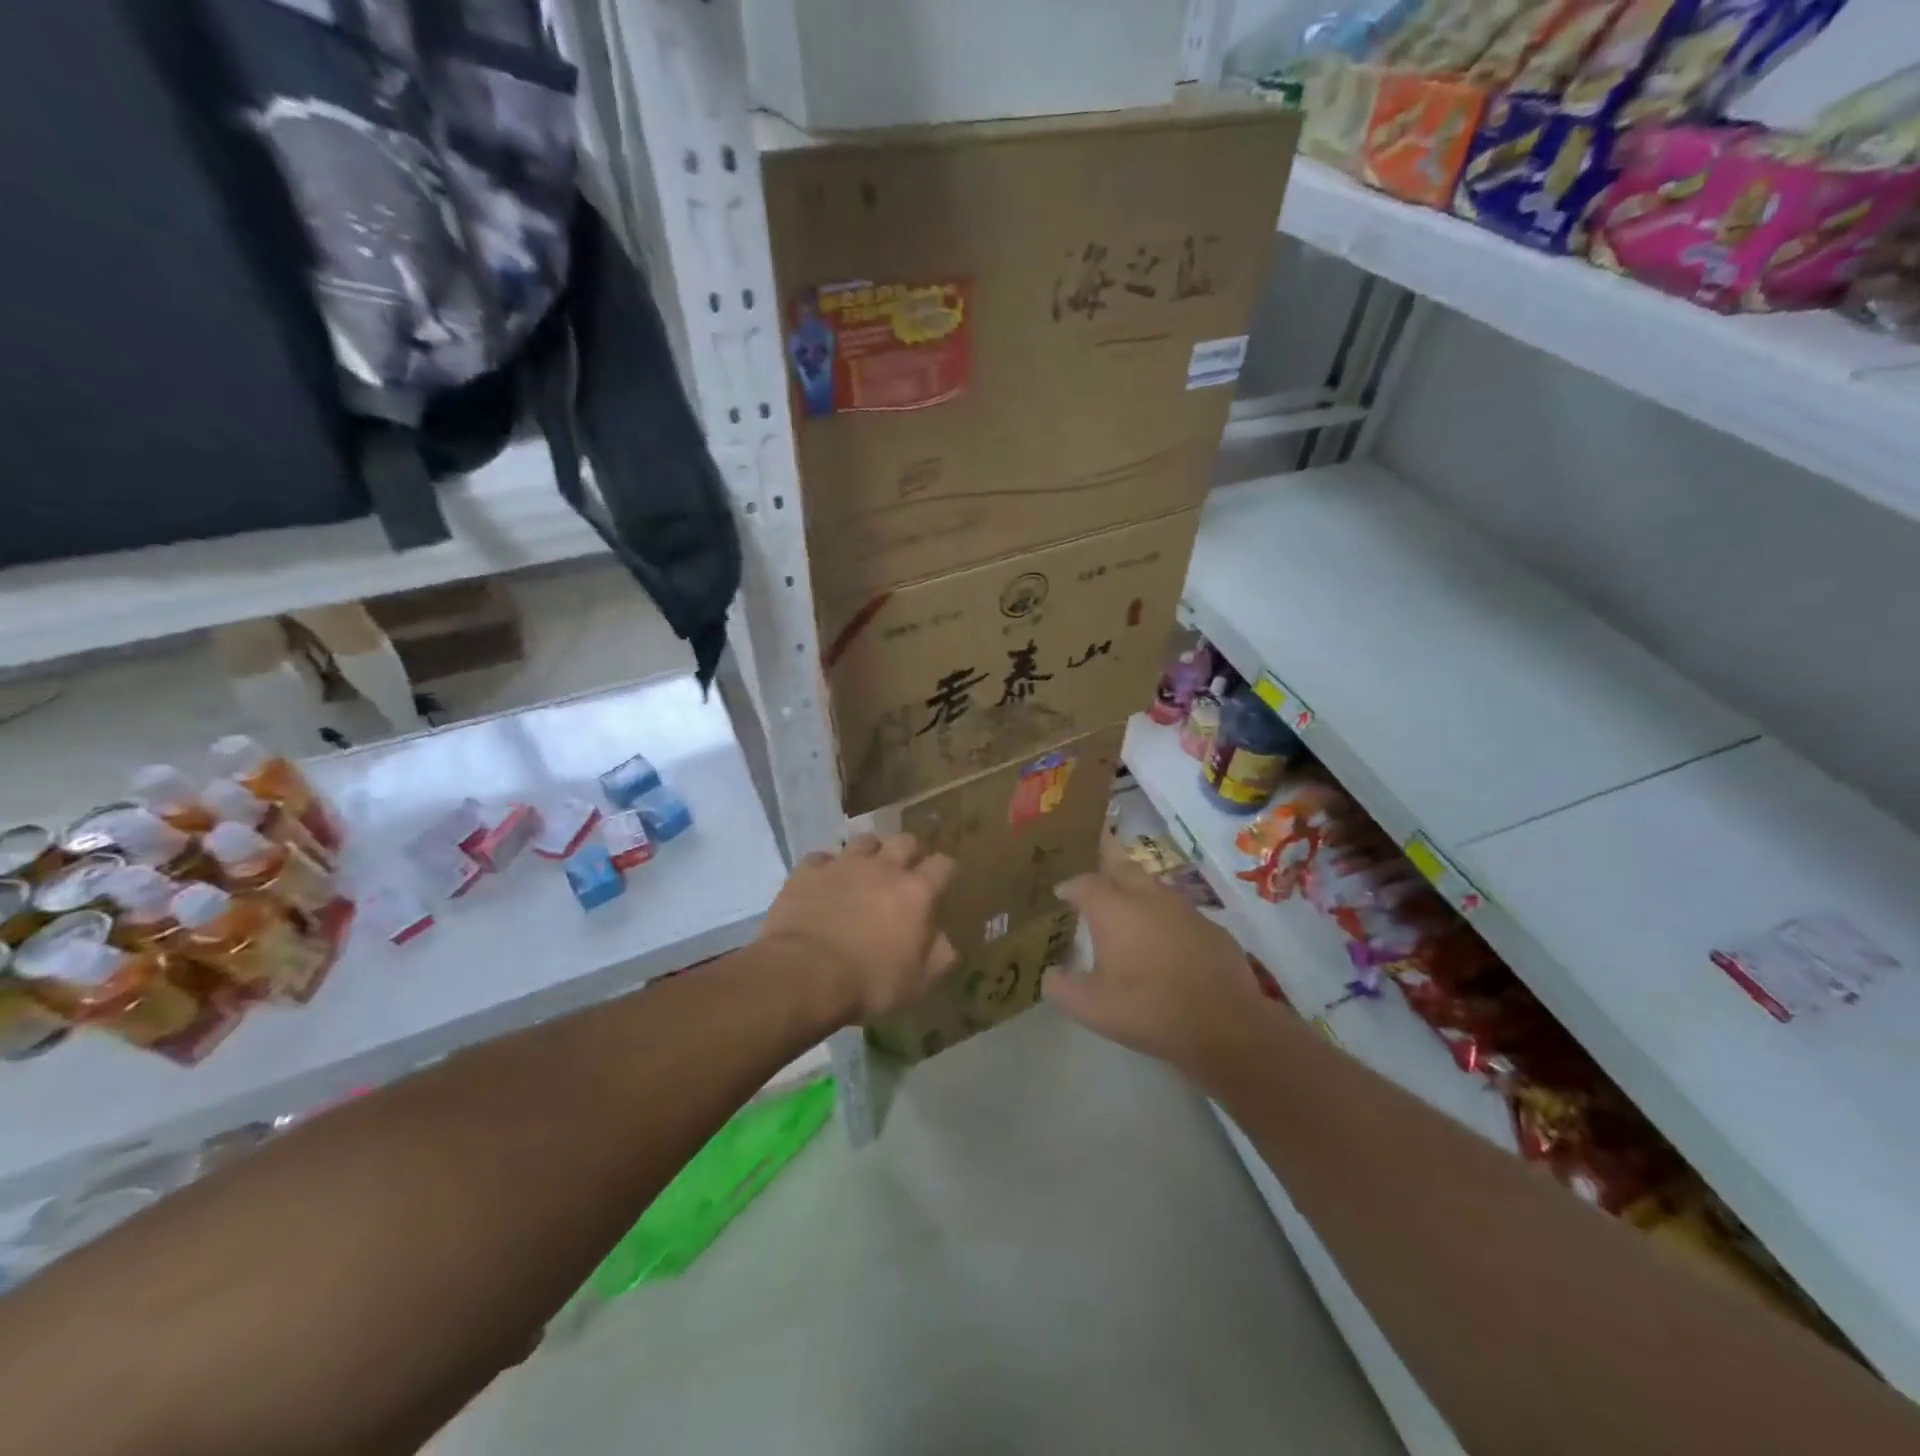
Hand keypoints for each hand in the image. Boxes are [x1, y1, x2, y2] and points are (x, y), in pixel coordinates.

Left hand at [760, 833, 957, 1024]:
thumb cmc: (870, 982)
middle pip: (904, 840)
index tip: (942, 881)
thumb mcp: (917, 983)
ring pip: (864, 841)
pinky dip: (826, 868)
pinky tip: (823, 883)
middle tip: (903, 872)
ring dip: (868, 853)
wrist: (806, 975)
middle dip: (908, 852)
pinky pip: (821, 858)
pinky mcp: (808, 871)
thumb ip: (939, 957)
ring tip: (863, 872)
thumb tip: (946, 943)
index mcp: (916, 892)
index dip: (945, 870)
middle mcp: (883, 868)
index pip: (942, 865)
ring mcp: (843, 865)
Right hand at [1042, 856, 1268, 1074]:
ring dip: (1137, 893)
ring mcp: (1185, 909)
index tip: (1062, 894)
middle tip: (1095, 887)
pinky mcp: (1212, 928)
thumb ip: (1061, 988)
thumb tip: (1050, 974)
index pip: (1085, 883)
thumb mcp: (1091, 1008)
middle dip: (1105, 870)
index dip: (1070, 887)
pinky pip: (1181, 913)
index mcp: (1114, 910)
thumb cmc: (1148, 1010)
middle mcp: (1148, 897)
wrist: (1224, 1025)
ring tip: (1129, 912)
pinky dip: (1166, 919)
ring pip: (1155, 887)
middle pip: (1123, 868)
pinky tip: (1166, 942)